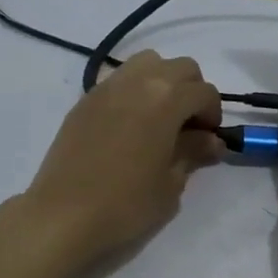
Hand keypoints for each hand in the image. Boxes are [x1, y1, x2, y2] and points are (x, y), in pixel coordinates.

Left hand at [19, 51, 223, 264]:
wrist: (64, 215)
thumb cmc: (127, 204)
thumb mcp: (171, 183)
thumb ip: (193, 152)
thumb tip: (211, 140)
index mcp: (166, 99)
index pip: (205, 92)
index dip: (213, 115)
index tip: (208, 141)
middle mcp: (138, 81)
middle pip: (180, 68)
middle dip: (192, 92)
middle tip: (189, 127)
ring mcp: (107, 87)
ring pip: (148, 63)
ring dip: (163, 83)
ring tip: (160, 119)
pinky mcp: (85, 100)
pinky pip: (120, 80)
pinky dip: (135, 91)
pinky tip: (131, 125)